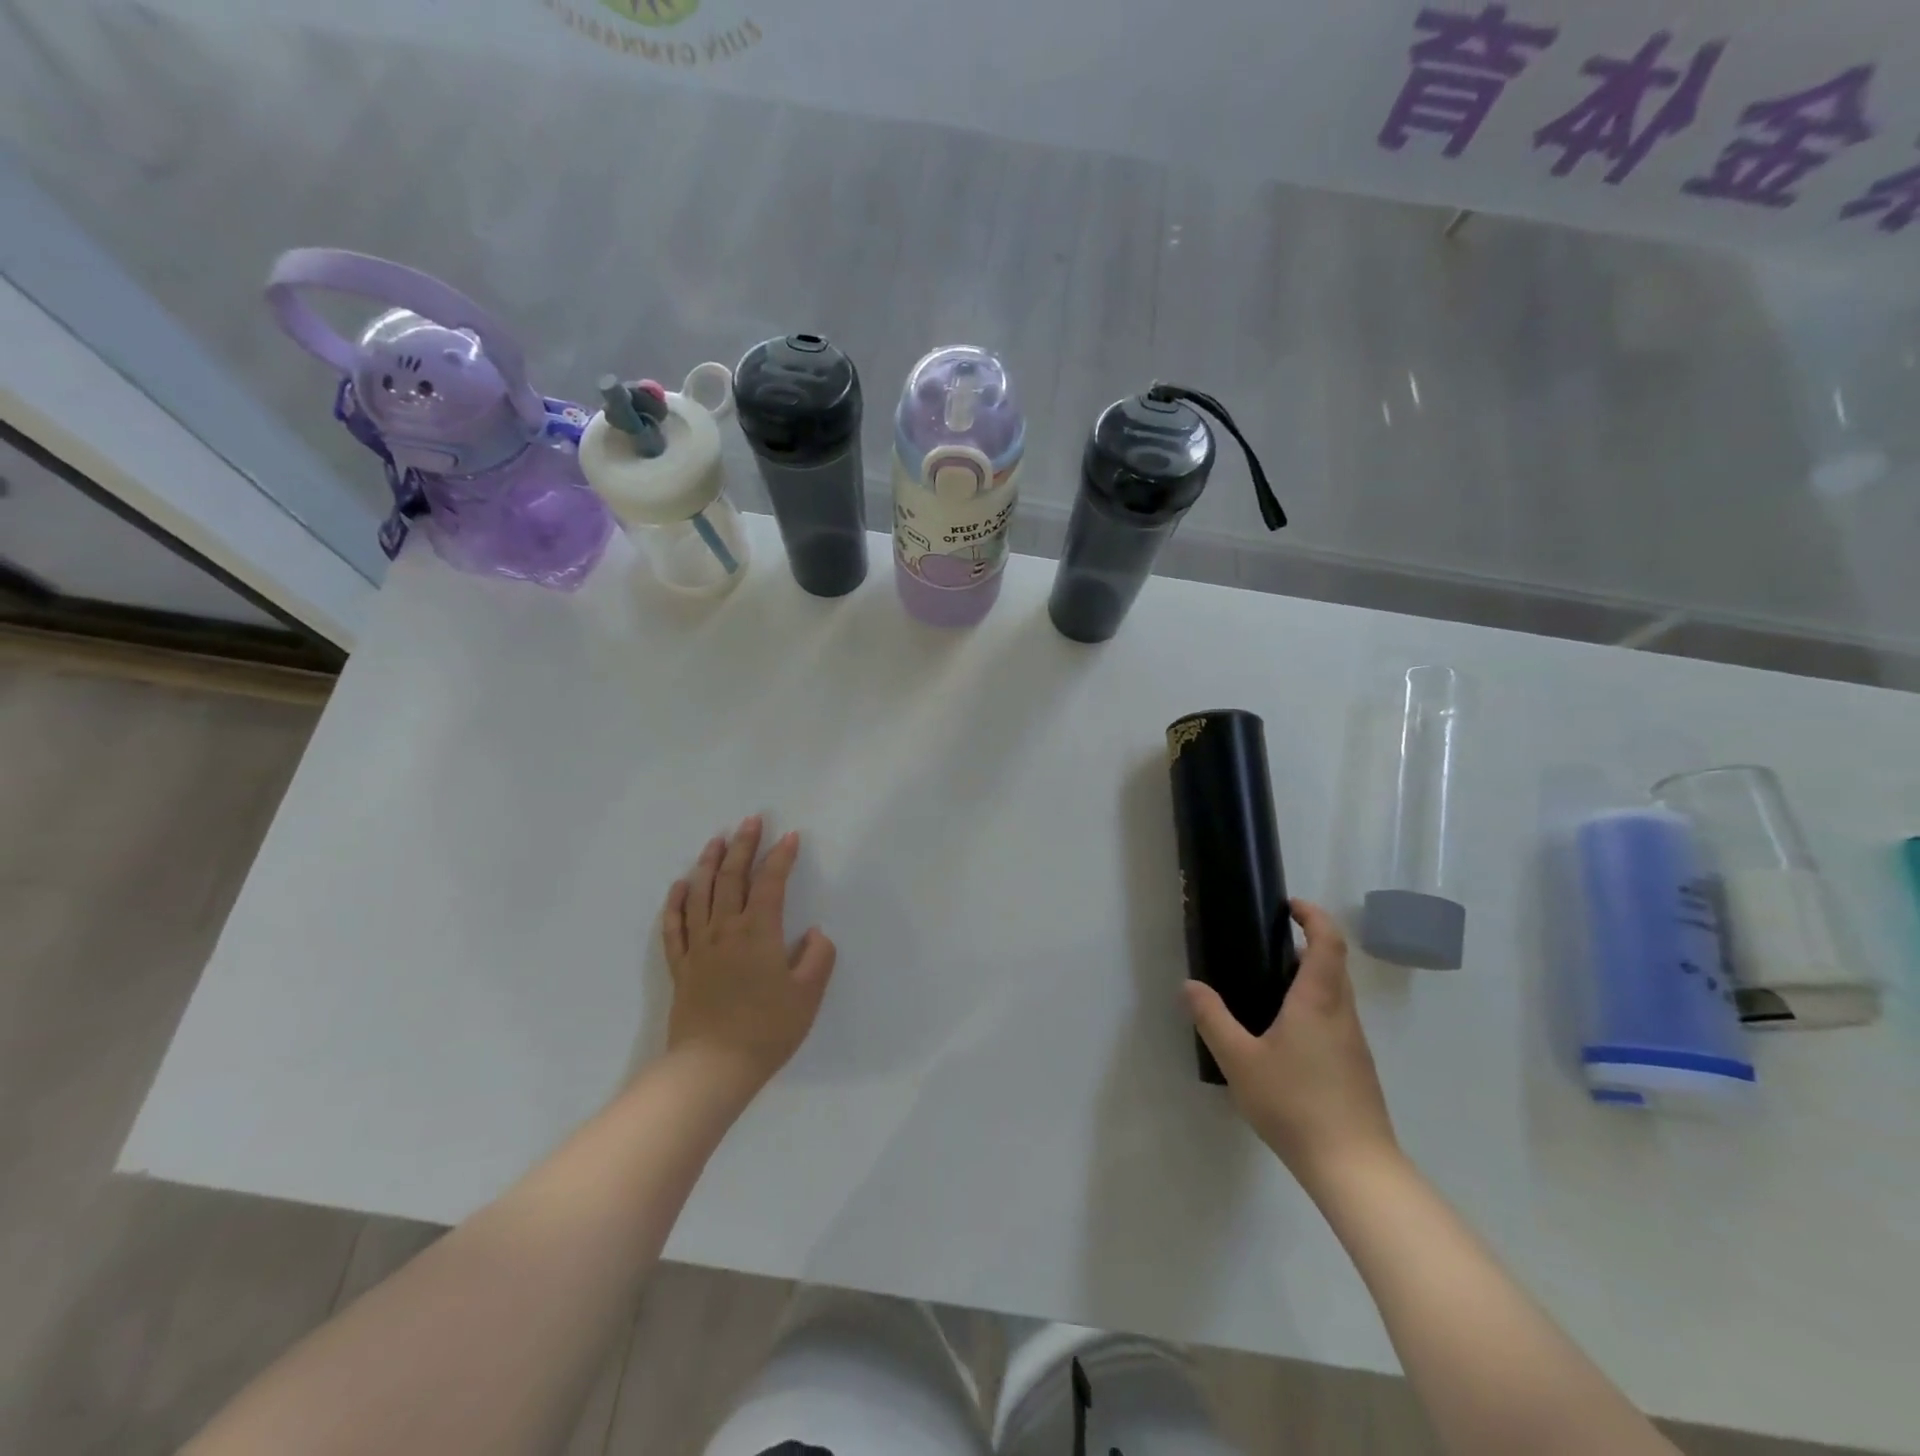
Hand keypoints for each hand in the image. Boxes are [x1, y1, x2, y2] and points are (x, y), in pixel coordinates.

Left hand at [661, 816, 836, 1091]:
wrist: (712, 1068)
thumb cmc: (767, 1030)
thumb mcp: (808, 995)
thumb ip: (818, 958)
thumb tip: (815, 934)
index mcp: (758, 932)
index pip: (770, 883)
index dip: (781, 857)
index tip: (790, 836)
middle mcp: (725, 930)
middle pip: (732, 877)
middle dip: (743, 846)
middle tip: (751, 821)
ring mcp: (698, 947)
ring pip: (701, 893)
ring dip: (709, 863)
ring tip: (716, 840)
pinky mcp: (681, 967)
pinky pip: (674, 926)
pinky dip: (676, 902)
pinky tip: (680, 885)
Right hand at [1184, 899, 1397, 1191]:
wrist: (1355, 1169)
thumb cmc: (1296, 1103)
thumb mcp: (1239, 1060)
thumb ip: (1213, 1019)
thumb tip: (1190, 985)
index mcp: (1318, 1001)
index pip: (1327, 942)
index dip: (1313, 916)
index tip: (1289, 905)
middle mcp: (1342, 1014)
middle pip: (1333, 964)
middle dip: (1306, 944)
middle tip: (1265, 945)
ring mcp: (1354, 1043)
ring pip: (1335, 995)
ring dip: (1308, 978)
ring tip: (1266, 989)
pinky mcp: (1356, 1068)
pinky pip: (1334, 1020)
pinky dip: (1312, 1008)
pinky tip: (1283, 1037)